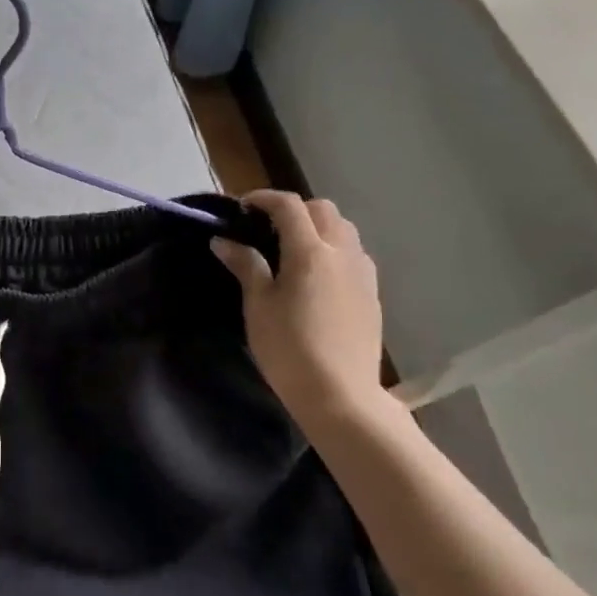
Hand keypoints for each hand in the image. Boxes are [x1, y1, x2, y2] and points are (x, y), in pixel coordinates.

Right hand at [211, 191, 392, 443]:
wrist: (340, 396)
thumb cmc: (289, 349)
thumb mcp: (258, 306)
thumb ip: (245, 266)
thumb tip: (224, 241)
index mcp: (310, 251)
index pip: (289, 206)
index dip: (263, 199)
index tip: (242, 208)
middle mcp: (342, 252)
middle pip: (322, 209)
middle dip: (294, 209)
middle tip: (267, 228)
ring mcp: (362, 272)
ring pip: (344, 229)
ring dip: (318, 226)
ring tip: (293, 249)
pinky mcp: (373, 293)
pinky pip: (354, 254)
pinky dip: (334, 249)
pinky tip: (317, 276)